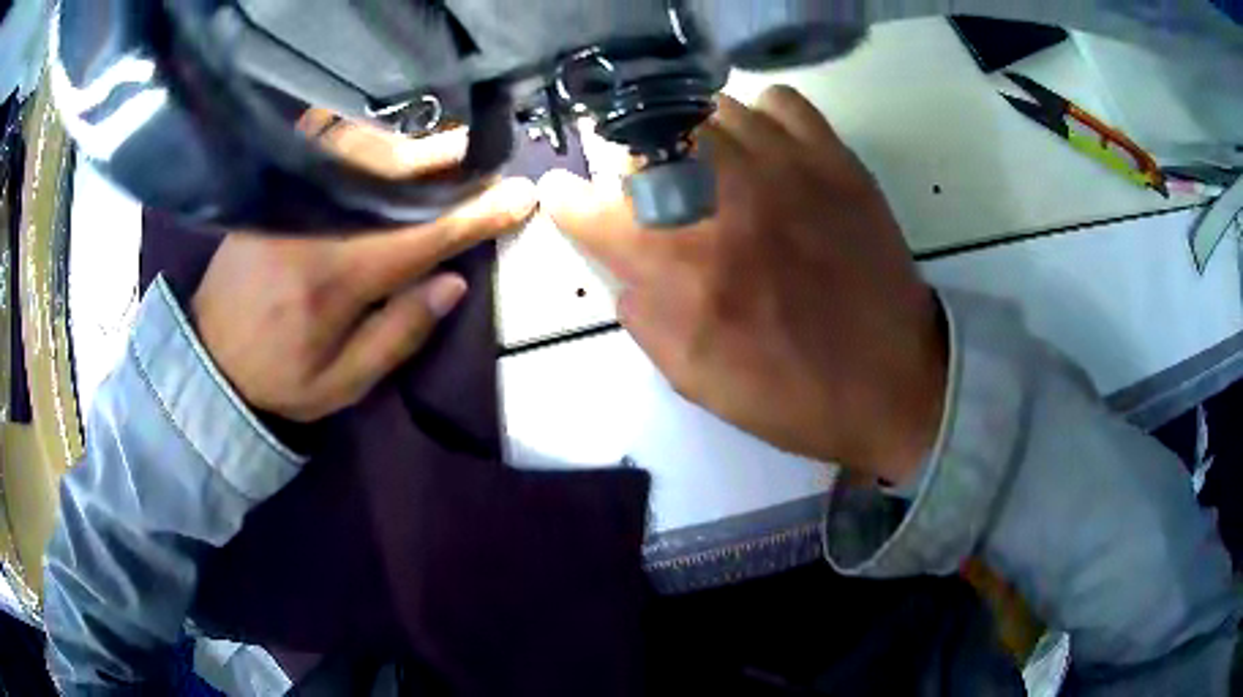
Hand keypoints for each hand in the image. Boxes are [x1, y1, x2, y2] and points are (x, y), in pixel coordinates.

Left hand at [193, 117, 536, 421]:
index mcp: (335, 278)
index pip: (421, 236)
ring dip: (406, 143)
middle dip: (445, 160)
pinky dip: (354, 133)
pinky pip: (318, 147)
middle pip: (391, 176)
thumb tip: (453, 282)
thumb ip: (398, 334)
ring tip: (442, 145)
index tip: (520, 197)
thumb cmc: (278, 379)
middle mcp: (313, 224)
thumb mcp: (342, 383)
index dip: (475, 215)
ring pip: (357, 152)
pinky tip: (380, 134)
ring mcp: (288, 201)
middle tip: (486, 153)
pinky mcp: (272, 194)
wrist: (208, 360)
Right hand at [538, 87, 945, 483]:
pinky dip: (759, 117)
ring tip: (705, 166)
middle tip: (650, 188)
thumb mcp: (695, 379)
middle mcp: (724, 199)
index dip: (566, 199)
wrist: (895, 383)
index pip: (591, 207)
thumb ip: (642, 315)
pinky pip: (778, 101)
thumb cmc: (792, 394)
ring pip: (706, 109)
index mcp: (682, 266)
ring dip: (690, 136)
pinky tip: (765, 150)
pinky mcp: (835, 159)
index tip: (564, 195)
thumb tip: (623, 267)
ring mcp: (785, 167)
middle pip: (644, 138)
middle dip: (631, 162)